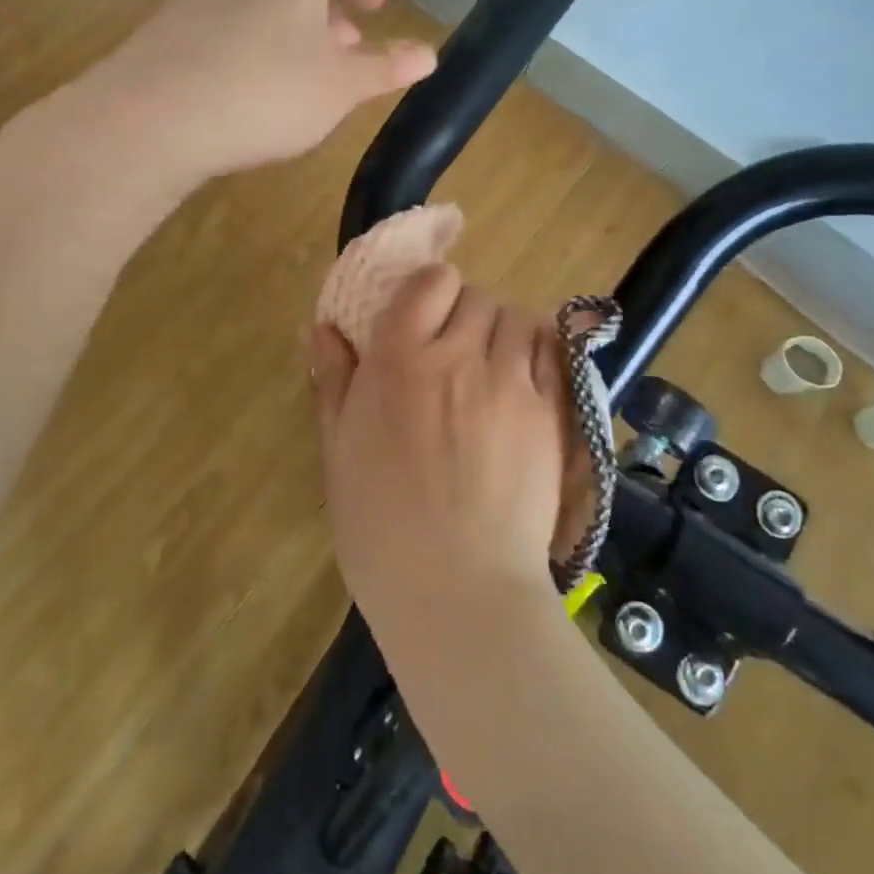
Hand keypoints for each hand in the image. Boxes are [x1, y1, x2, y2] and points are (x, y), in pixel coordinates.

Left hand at [87, 0, 435, 178]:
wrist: (153, 116)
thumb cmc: (266, 91)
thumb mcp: (340, 86)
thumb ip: (385, 67)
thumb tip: (429, 54)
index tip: (377, 7)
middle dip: (329, 4)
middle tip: (347, 41)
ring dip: (293, 22)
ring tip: (306, 65)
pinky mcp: (172, 20)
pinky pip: (230, 15)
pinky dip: (255, 35)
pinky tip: (254, 79)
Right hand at [308, 266, 570, 640]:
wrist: (458, 591)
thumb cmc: (381, 527)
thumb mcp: (340, 451)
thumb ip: (335, 381)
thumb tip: (322, 328)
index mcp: (400, 360)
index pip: (432, 282)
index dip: (431, 290)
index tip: (425, 316)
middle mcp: (458, 356)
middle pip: (477, 297)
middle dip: (466, 315)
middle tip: (456, 354)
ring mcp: (510, 382)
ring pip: (517, 319)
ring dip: (504, 333)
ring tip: (493, 369)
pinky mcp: (550, 411)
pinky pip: (551, 354)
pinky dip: (538, 356)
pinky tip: (524, 387)